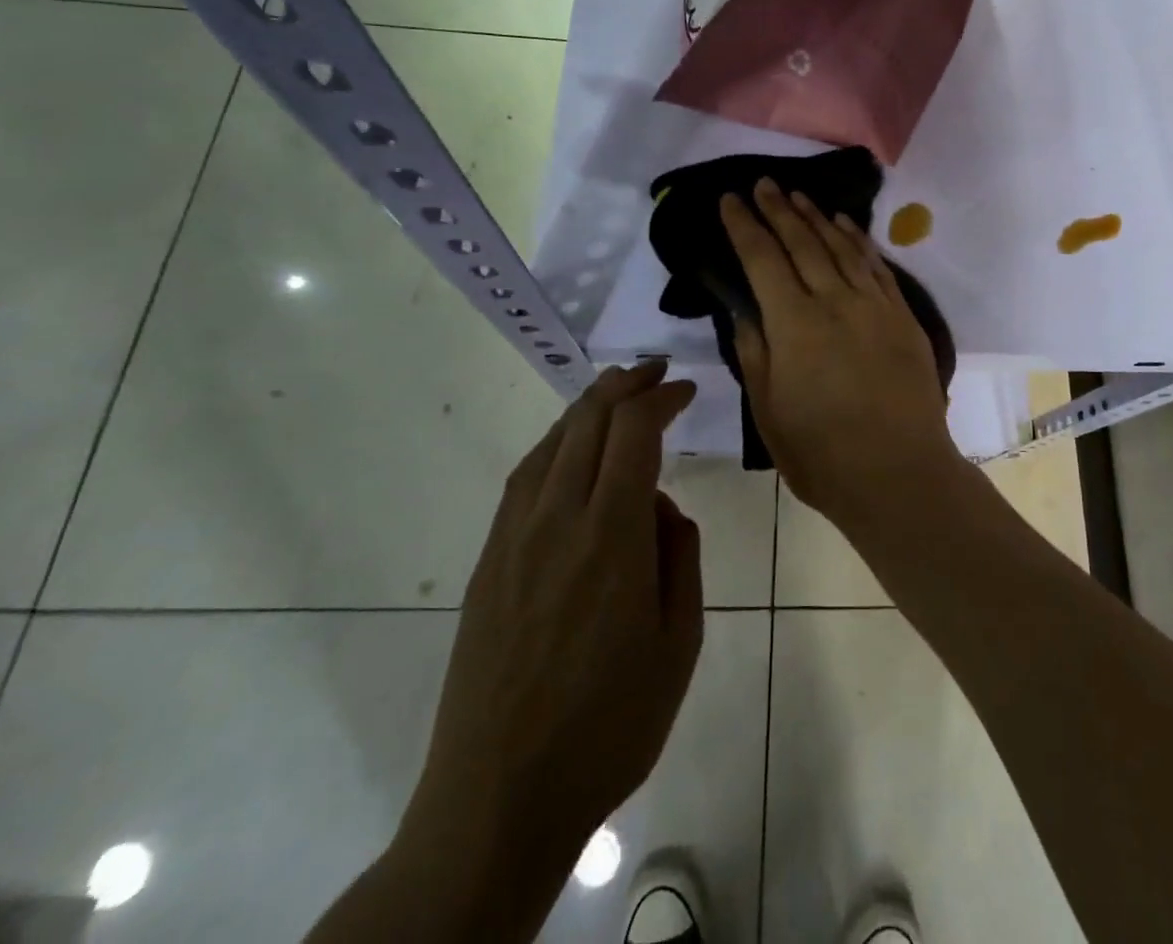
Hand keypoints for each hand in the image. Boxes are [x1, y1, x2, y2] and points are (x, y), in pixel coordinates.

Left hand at [395, 363, 702, 934]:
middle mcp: (556, 520)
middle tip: (655, 373)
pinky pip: (524, 479)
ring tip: (615, 395)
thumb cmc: (609, 727)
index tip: (684, 388)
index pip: (633, 432)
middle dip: (624, 386)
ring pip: (551, 443)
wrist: (498, 799)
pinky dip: (554, 445)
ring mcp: (512, 539)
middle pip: (586, 422)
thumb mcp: (679, 644)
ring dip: (586, 409)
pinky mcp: (487, 563)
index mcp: (611, 536)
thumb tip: (662, 509)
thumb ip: (679, 559)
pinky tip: (568, 453)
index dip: (660, 397)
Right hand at [721, 179, 956, 521]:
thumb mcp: (769, 411)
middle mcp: (834, 301)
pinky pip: (876, 265)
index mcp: (794, 324)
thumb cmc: (822, 453)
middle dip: (778, 210)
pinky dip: (857, 240)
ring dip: (816, 217)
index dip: (744, 226)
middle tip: (762, 183)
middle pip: (801, 242)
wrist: (900, 473)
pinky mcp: (902, 315)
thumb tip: (745, 310)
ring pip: (840, 246)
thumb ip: (755, 352)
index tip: (730, 200)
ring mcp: (874, 305)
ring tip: (797, 195)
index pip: (762, 259)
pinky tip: (845, 225)